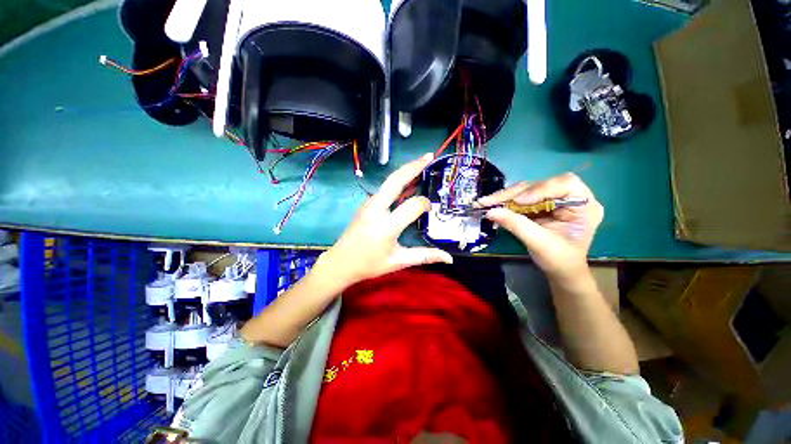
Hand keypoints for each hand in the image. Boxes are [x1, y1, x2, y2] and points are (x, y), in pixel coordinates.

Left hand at [316, 153, 452, 287]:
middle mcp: (376, 209)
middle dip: (413, 166)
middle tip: (430, 156)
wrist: (340, 262)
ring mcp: (369, 204)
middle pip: (396, 181)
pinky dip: (398, 181)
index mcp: (386, 226)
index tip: (430, 209)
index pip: (412, 206)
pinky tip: (407, 182)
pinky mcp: (366, 204)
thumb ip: (424, 256)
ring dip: (405, 171)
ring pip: (389, 181)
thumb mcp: (398, 262)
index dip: (425, 204)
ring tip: (422, 163)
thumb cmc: (369, 264)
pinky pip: (384, 188)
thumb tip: (449, 258)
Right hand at [479, 173, 603, 281]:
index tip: (518, 202)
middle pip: (540, 185)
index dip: (539, 189)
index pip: (564, 183)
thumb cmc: (559, 260)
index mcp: (585, 205)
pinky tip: (492, 205)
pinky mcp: (541, 203)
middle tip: (489, 201)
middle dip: (513, 194)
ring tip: (486, 203)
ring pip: (527, 189)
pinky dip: (505, 202)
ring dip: (505, 197)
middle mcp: (570, 197)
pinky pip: (520, 198)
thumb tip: (490, 211)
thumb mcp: (539, 243)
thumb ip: (516, 224)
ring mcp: (554, 199)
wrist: (560, 270)